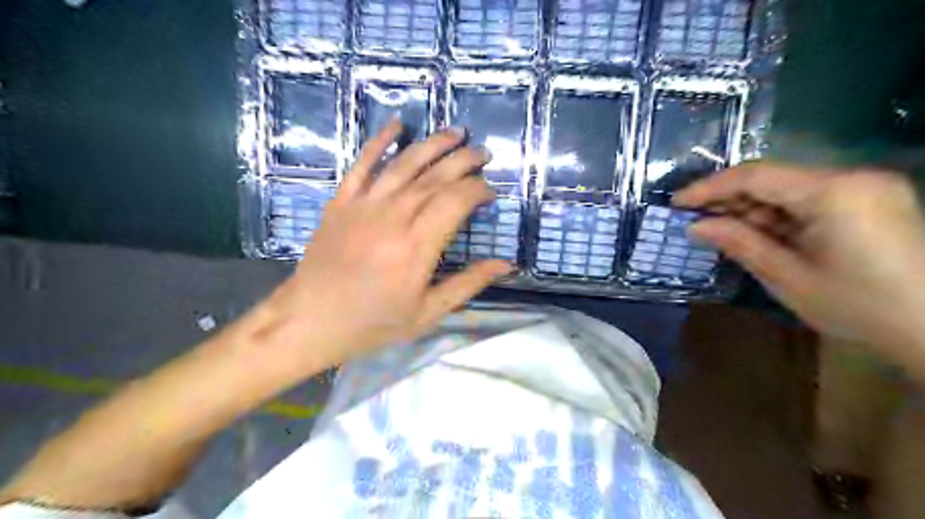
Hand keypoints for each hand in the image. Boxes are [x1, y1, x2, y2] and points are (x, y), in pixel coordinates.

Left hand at [264, 121, 511, 367]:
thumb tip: (507, 264)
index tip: (491, 192)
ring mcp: (364, 204)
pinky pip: (362, 163)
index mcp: (417, 246)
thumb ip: (468, 284)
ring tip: (456, 133)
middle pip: (436, 176)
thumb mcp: (428, 312)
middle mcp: (393, 216)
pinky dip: (379, 140)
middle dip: (464, 161)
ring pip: (405, 163)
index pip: (456, 201)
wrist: (310, 320)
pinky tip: (397, 123)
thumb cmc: (373, 322)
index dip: (478, 190)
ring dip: (434, 144)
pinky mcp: (342, 201)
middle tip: (484, 153)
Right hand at [674, 163, 924, 355]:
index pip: (756, 176)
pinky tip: (756, 233)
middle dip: (729, 199)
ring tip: (719, 230)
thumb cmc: (859, 307)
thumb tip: (695, 227)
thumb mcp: (787, 277)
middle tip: (694, 220)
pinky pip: (809, 200)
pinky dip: (777, 216)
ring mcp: (865, 188)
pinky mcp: (870, 201)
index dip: (710, 187)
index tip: (676, 203)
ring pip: (788, 189)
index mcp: (833, 193)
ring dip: (751, 209)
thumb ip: (739, 243)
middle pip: (773, 178)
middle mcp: (851, 178)